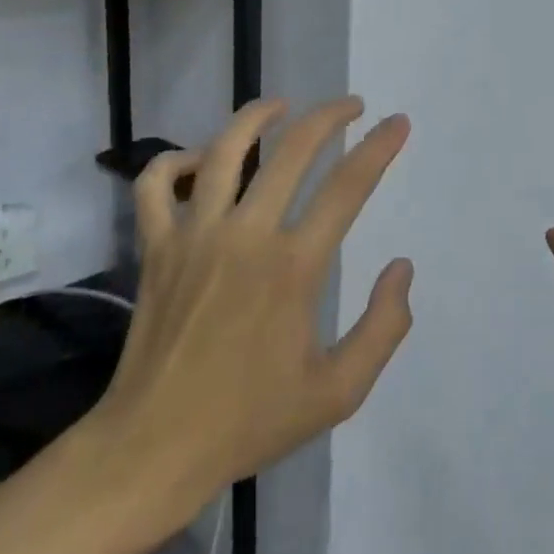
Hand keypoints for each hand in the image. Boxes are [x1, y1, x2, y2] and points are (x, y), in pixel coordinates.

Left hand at [73, 98, 414, 540]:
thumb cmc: (250, 421)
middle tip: (352, 105)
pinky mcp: (156, 246)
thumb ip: (384, 327)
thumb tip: (401, 268)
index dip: (379, 147)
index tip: (398, 123)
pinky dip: (175, 160)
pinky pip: (157, 184)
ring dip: (258, 116)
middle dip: (330, 116)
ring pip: (225, 149)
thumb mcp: (338, 392)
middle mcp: (246, 235)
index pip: (348, 186)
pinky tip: (200, 158)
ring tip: (282, 104)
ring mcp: (194, 235)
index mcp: (294, 267)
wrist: (152, 450)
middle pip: (293, 149)